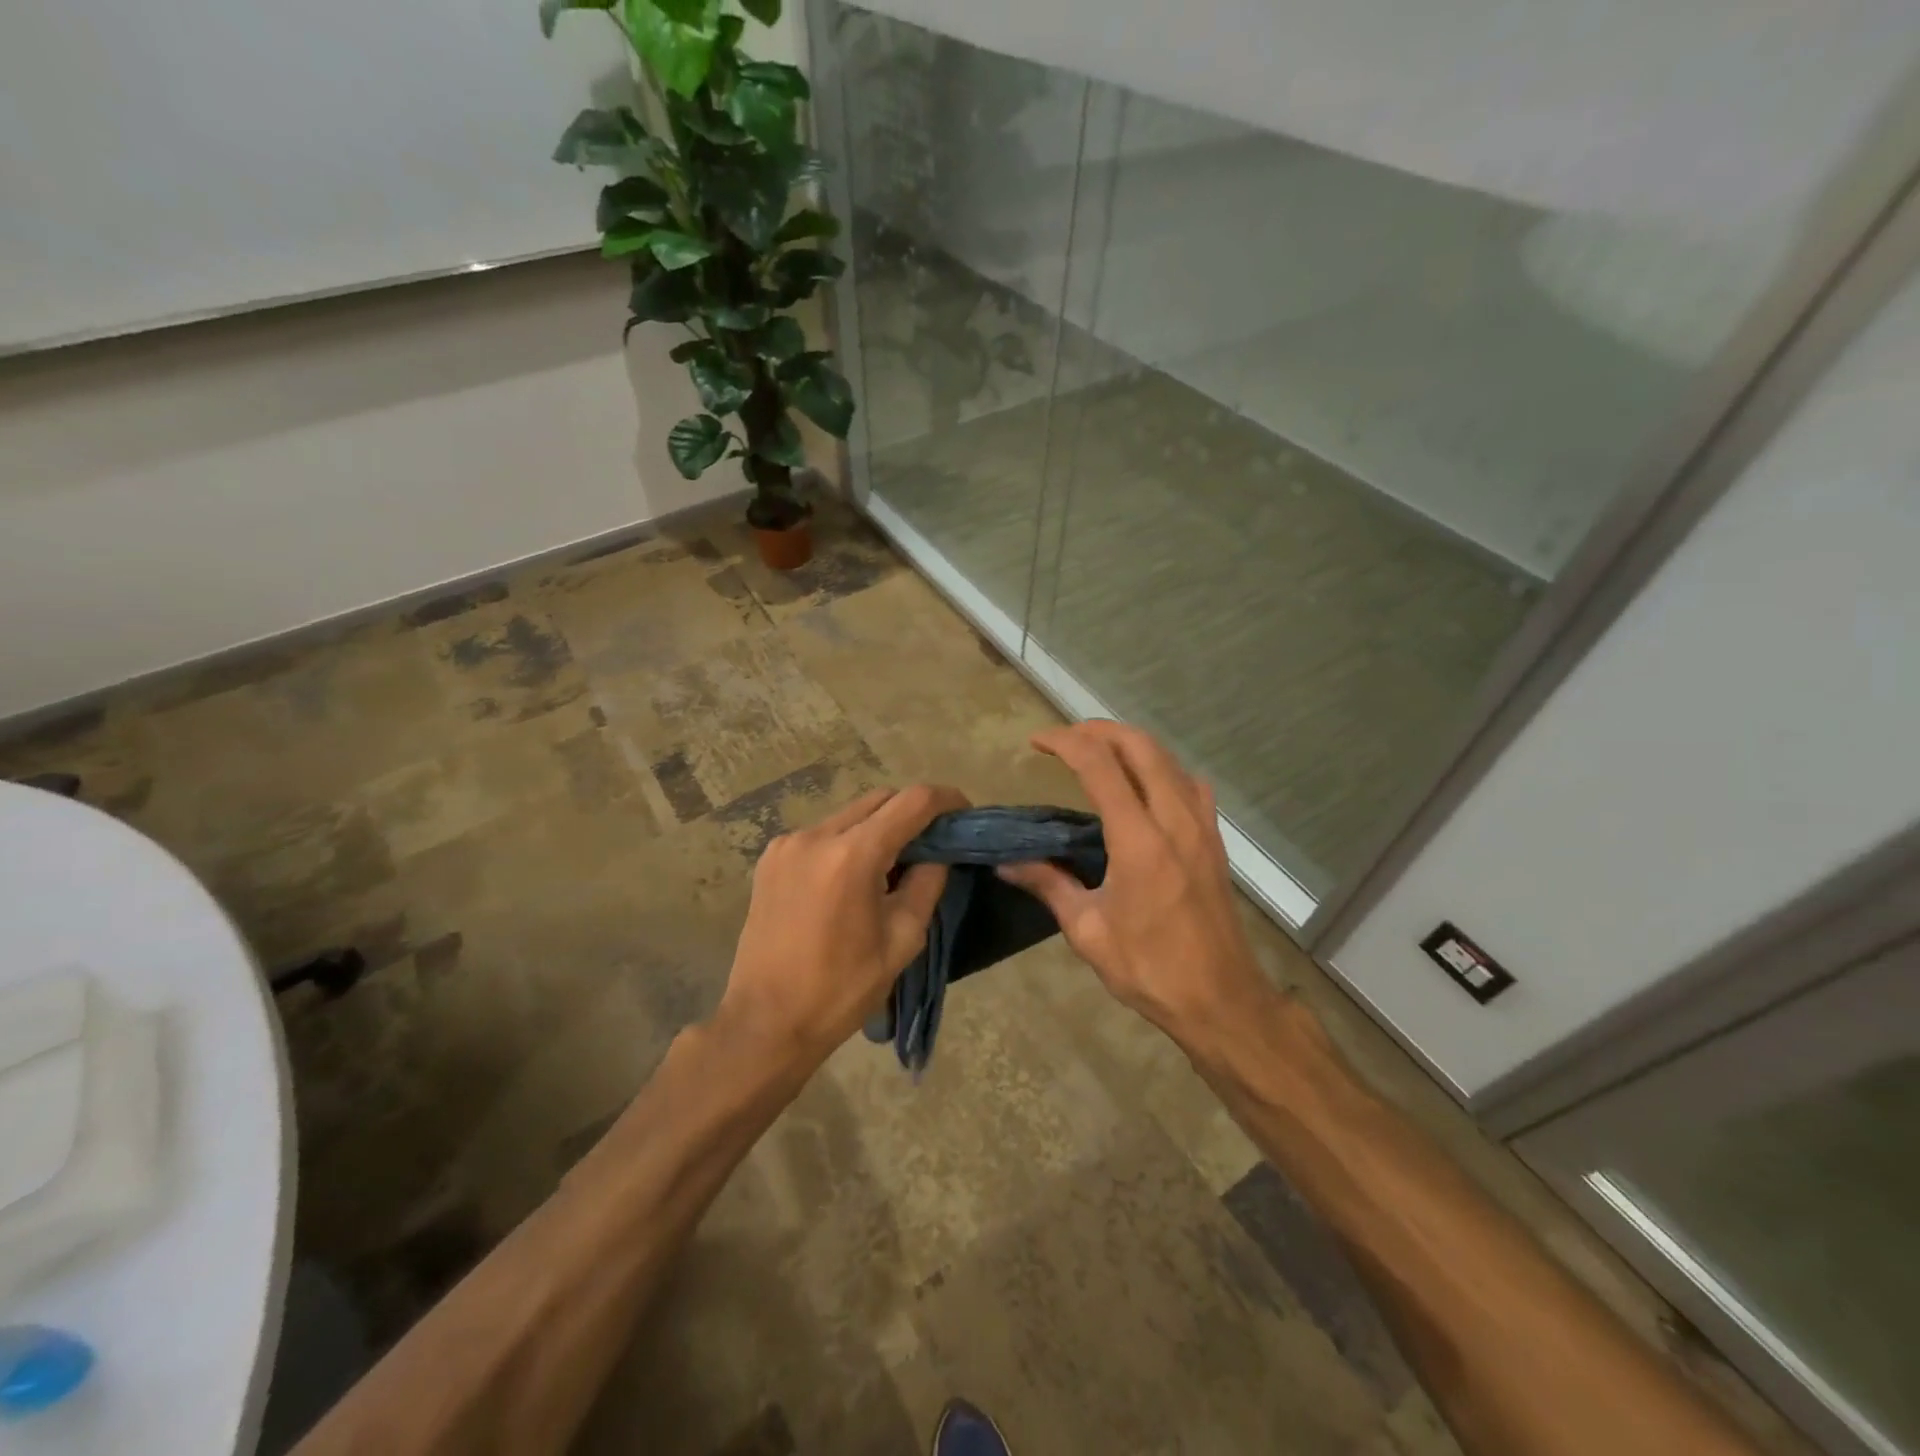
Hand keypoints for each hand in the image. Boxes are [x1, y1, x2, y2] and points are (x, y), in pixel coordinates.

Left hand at [718, 784, 969, 1064]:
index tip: (963, 812)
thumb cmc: (842, 988)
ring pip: (850, 814)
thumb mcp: (902, 939)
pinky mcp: (771, 857)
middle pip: (879, 799)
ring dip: (878, 827)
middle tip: (933, 843)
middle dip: (911, 812)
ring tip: (893, 865)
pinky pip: (823, 833)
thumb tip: (939, 852)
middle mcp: (816, 836)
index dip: (944, 799)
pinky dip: (848, 842)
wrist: (767, 1021)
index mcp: (852, 856)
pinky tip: (854, 877)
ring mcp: (788, 844)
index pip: (911, 802)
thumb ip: (926, 883)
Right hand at [997, 722, 1269, 1042]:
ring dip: (1130, 744)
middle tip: (1065, 739)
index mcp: (1139, 840)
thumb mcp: (1088, 931)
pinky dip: (1162, 767)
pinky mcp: (1214, 840)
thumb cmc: (1150, 969)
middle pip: (1140, 746)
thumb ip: (1048, 886)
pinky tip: (1146, 785)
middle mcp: (1174, 820)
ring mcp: (1201, 827)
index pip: (1100, 766)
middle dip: (1098, 730)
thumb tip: (1005, 862)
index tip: (1036, 742)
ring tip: (1098, 752)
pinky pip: (1189, 783)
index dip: (1065, 742)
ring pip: (1168, 758)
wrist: (1222, 1000)